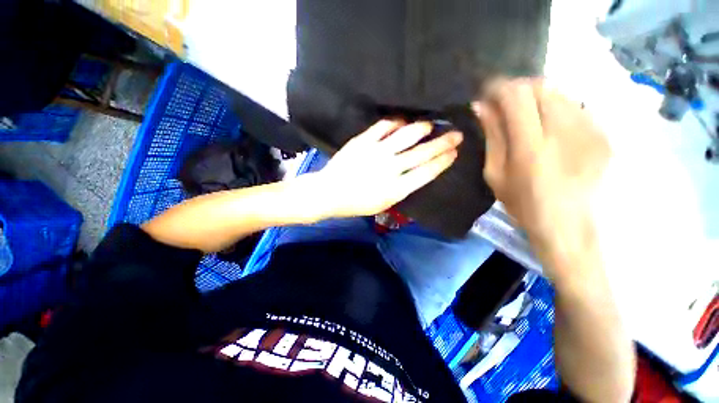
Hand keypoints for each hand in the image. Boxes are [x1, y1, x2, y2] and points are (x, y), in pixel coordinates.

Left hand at [310, 120, 462, 218]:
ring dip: (422, 129)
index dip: (443, 161)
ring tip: (430, 126)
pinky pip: (384, 127)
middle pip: (423, 153)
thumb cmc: (356, 203)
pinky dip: (395, 123)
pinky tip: (401, 123)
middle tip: (457, 134)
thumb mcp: (383, 204)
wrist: (329, 193)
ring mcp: (377, 152)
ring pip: (407, 135)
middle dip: (443, 143)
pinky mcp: (363, 141)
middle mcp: (391, 168)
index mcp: (397, 189)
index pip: (427, 172)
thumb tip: (416, 173)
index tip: (454, 153)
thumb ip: (401, 189)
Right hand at [476, 79, 610, 273]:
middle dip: (516, 89)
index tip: (486, 93)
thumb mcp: (495, 174)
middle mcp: (565, 131)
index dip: (498, 88)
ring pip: (558, 92)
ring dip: (535, 97)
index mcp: (531, 147)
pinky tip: (548, 126)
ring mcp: (590, 130)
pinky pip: (574, 106)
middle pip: (539, 87)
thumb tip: (482, 107)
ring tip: (524, 115)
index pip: (516, 96)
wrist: (569, 226)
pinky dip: (555, 107)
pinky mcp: (603, 133)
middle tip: (503, 104)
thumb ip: (491, 136)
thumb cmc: (523, 204)